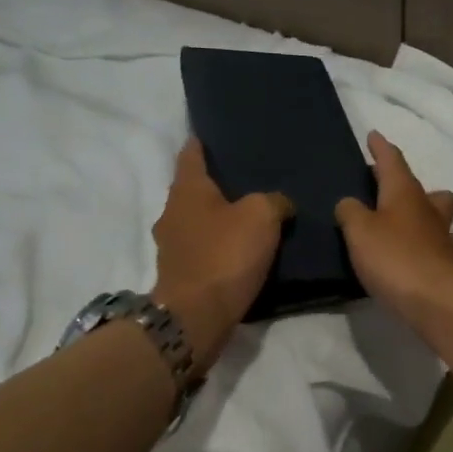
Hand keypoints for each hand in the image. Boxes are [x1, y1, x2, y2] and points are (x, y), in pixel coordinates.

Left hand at [150, 139, 291, 371]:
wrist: (196, 317)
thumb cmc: (225, 255)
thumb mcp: (262, 217)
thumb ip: (275, 201)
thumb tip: (280, 203)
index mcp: (187, 190)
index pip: (191, 154)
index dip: (202, 142)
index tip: (214, 134)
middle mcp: (172, 212)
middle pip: (193, 189)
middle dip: (216, 183)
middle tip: (247, 177)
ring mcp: (172, 245)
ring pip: (197, 220)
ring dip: (217, 217)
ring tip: (249, 214)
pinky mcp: (180, 273)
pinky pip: (202, 248)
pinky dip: (218, 244)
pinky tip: (241, 248)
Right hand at [335, 132, 452, 326]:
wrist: (437, 301)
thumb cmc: (394, 257)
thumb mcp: (359, 231)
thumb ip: (350, 212)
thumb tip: (350, 203)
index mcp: (404, 193)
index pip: (392, 161)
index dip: (381, 148)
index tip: (374, 135)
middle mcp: (428, 209)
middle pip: (422, 188)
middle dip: (406, 184)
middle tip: (386, 189)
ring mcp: (443, 237)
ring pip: (438, 215)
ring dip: (424, 214)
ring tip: (403, 225)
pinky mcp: (449, 264)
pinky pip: (441, 246)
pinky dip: (430, 246)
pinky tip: (420, 254)